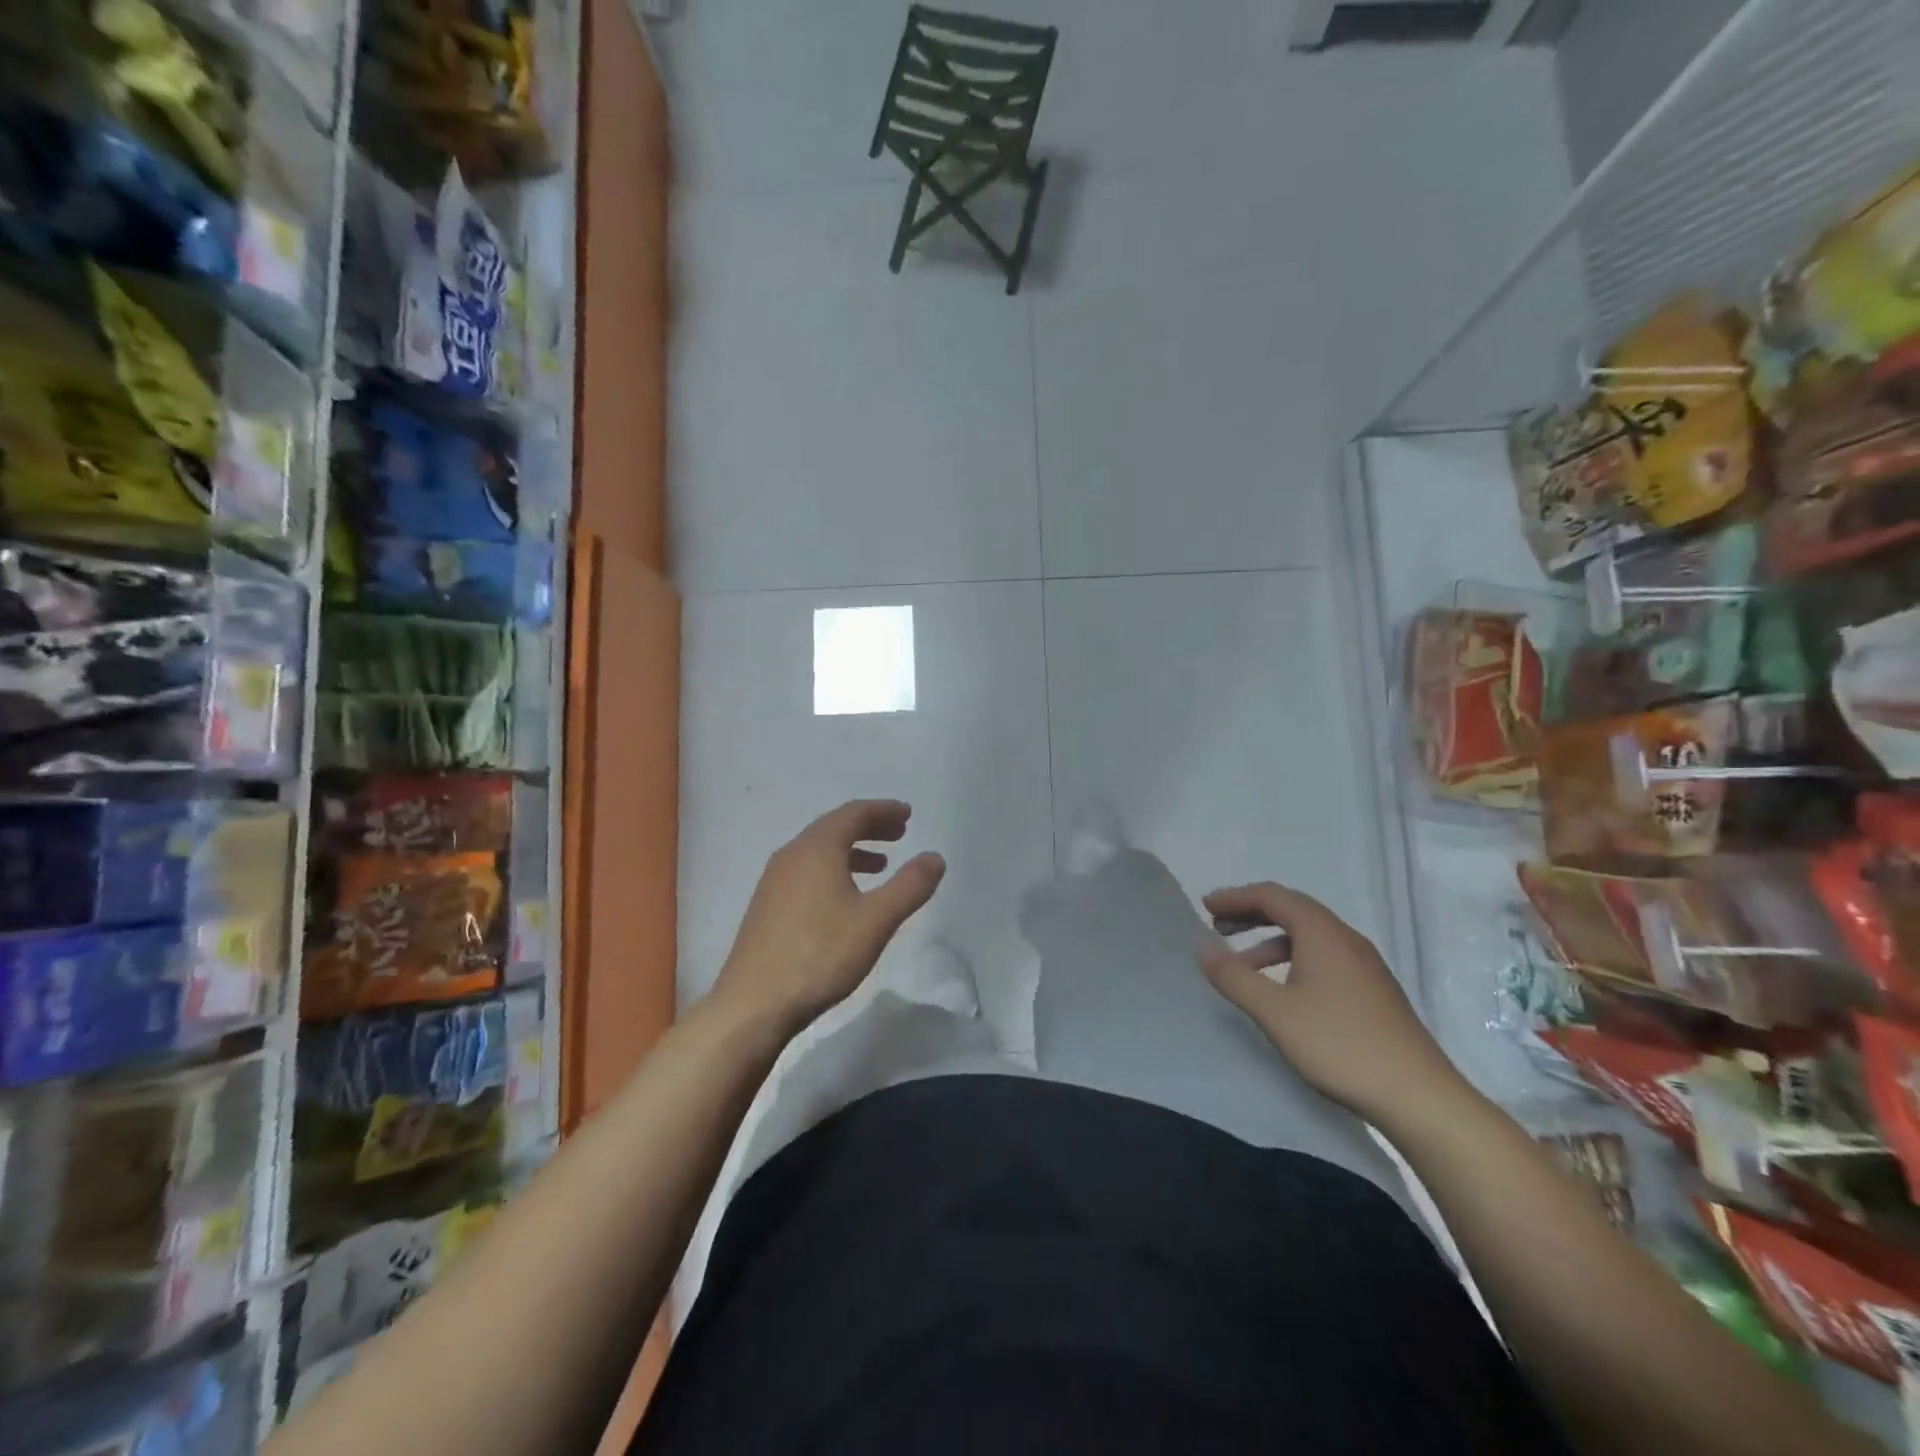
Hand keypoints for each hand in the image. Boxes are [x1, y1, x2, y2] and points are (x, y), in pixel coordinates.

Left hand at [710, 800, 945, 1037]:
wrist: (754, 1004)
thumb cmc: (820, 955)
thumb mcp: (876, 921)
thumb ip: (909, 886)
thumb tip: (935, 857)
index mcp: (816, 849)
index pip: (853, 813)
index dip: (883, 811)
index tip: (908, 814)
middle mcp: (792, 855)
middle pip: (834, 827)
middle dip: (869, 827)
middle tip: (899, 834)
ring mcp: (774, 881)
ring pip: (819, 851)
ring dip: (851, 850)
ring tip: (879, 866)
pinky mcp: (767, 905)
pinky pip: (806, 871)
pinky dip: (833, 869)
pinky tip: (845, 898)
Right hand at [1198, 882, 1465, 1124]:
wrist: (1419, 1097)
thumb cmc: (1340, 1045)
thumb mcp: (1275, 1012)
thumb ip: (1234, 977)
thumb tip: (1202, 948)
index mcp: (1323, 933)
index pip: (1272, 896)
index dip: (1236, 897)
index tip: (1206, 907)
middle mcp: (1346, 939)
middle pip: (1292, 910)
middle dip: (1251, 914)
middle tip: (1218, 925)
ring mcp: (1365, 965)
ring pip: (1309, 936)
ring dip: (1271, 940)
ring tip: (1243, 965)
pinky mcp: (1373, 991)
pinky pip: (1324, 957)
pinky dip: (1293, 960)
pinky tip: (1284, 991)